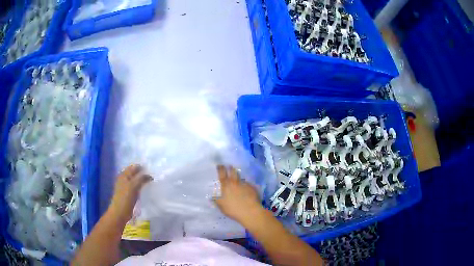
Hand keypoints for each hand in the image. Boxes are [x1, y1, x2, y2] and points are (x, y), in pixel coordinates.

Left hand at [108, 164, 151, 222]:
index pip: (134, 167)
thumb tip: (150, 175)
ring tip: (150, 181)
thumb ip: (141, 178)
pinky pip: (135, 186)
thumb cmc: (126, 198)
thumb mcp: (134, 186)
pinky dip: (140, 186)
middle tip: (152, 175)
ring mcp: (125, 186)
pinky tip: (144, 189)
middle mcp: (123, 178)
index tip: (151, 170)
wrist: (120, 212)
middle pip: (134, 173)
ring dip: (141, 180)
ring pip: (134, 179)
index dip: (142, 167)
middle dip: (142, 173)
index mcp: (124, 175)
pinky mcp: (127, 193)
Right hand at [213, 165, 262, 223]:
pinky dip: (246, 186)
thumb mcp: (221, 206)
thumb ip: (216, 200)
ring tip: (238, 181)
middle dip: (231, 168)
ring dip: (239, 178)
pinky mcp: (252, 188)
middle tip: (229, 167)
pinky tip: (246, 190)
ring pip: (241, 178)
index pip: (222, 173)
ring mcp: (245, 184)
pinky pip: (248, 184)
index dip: (220, 168)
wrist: (250, 212)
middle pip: (233, 171)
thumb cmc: (233, 209)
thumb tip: (212, 196)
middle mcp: (235, 182)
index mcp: (226, 185)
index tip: (219, 165)